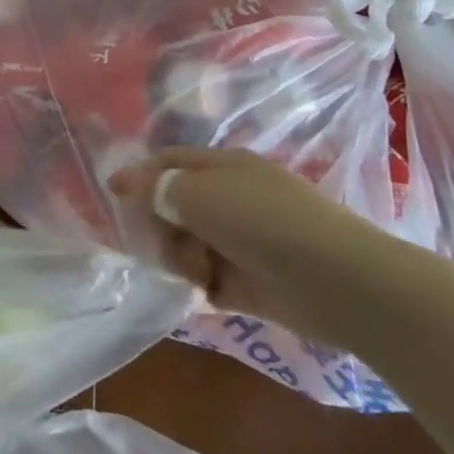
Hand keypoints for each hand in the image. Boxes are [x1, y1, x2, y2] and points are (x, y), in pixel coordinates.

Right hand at [109, 146, 406, 342]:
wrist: (339, 282)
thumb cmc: (262, 221)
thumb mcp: (197, 193)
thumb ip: (156, 187)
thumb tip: (127, 182)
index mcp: (223, 167)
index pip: (170, 162)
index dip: (140, 175)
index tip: (113, 194)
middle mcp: (232, 199)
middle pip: (174, 205)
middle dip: (159, 224)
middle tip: (156, 242)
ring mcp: (243, 242)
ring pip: (188, 244)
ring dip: (180, 257)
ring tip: (195, 272)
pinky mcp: (252, 283)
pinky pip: (209, 279)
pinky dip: (200, 284)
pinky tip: (203, 290)